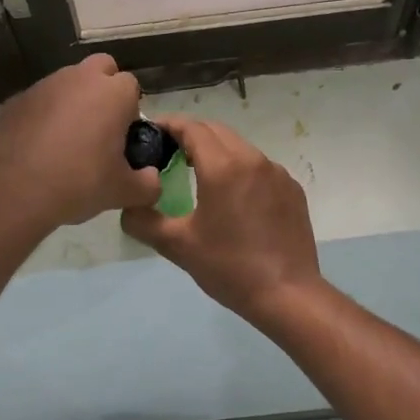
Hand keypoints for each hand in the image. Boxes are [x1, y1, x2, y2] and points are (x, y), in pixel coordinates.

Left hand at [0, 55, 160, 229]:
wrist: (14, 192)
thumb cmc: (79, 184)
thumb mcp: (123, 192)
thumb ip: (147, 184)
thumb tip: (152, 179)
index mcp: (112, 93)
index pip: (131, 86)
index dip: (130, 110)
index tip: (122, 137)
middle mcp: (79, 79)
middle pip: (101, 68)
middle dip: (104, 89)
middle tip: (99, 128)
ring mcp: (44, 85)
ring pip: (67, 82)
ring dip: (72, 101)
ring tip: (66, 141)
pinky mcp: (15, 100)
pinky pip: (39, 101)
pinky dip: (43, 115)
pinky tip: (38, 147)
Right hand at [121, 116, 323, 322]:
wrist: (288, 295)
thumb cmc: (229, 267)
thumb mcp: (178, 246)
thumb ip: (144, 221)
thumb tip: (128, 207)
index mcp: (223, 166)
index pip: (192, 128)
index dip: (169, 125)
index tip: (151, 131)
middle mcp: (252, 159)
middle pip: (216, 131)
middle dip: (191, 134)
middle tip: (169, 151)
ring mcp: (277, 173)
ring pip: (240, 147)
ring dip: (216, 151)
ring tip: (197, 172)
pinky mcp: (291, 189)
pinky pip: (259, 167)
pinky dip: (240, 169)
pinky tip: (232, 196)